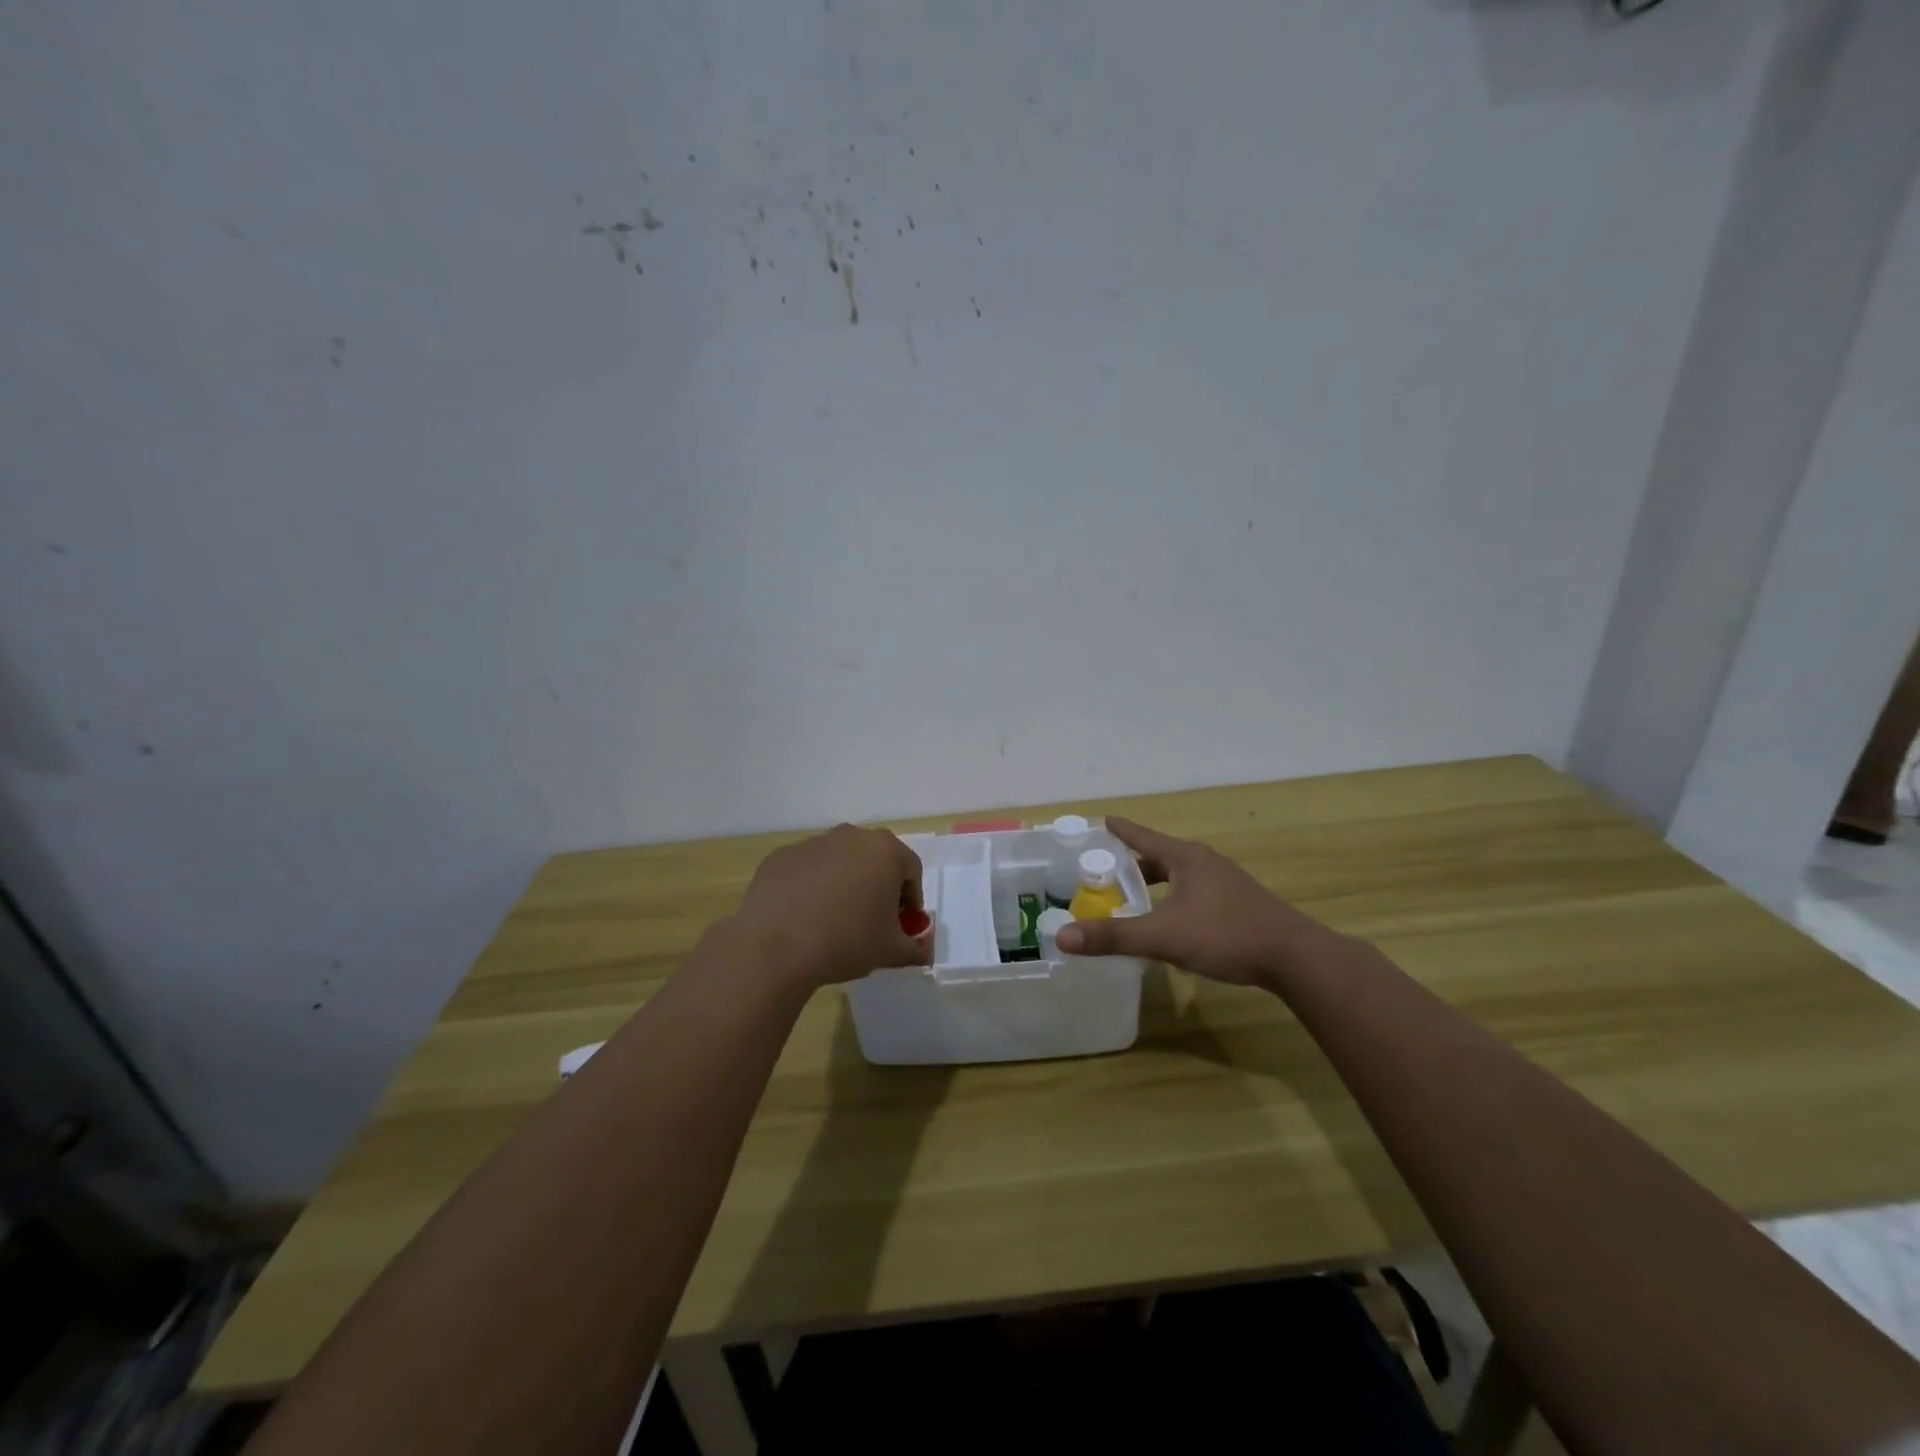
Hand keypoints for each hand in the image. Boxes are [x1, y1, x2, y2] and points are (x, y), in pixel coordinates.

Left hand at [728, 823, 929, 991]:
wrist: (776, 947)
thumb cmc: (847, 941)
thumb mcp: (891, 951)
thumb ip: (915, 948)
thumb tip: (923, 952)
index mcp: (885, 851)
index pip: (911, 870)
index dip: (911, 899)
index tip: (902, 924)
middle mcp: (851, 836)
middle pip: (874, 859)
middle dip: (878, 886)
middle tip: (872, 920)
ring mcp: (812, 843)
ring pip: (839, 862)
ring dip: (843, 884)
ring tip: (834, 920)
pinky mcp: (781, 857)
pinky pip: (806, 870)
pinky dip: (810, 887)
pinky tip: (803, 917)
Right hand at [1054, 817, 1333, 987]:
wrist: (1295, 957)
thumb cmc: (1225, 935)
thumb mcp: (1162, 936)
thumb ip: (1113, 936)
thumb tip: (1062, 937)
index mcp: (1185, 858)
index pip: (1142, 836)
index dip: (1119, 830)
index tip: (1102, 820)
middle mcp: (1205, 862)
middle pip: (1159, 855)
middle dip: (1132, 863)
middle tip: (1105, 873)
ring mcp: (1225, 882)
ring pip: (1179, 876)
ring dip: (1155, 883)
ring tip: (1133, 899)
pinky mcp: (1238, 903)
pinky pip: (1195, 892)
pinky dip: (1174, 899)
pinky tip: (1171, 922)